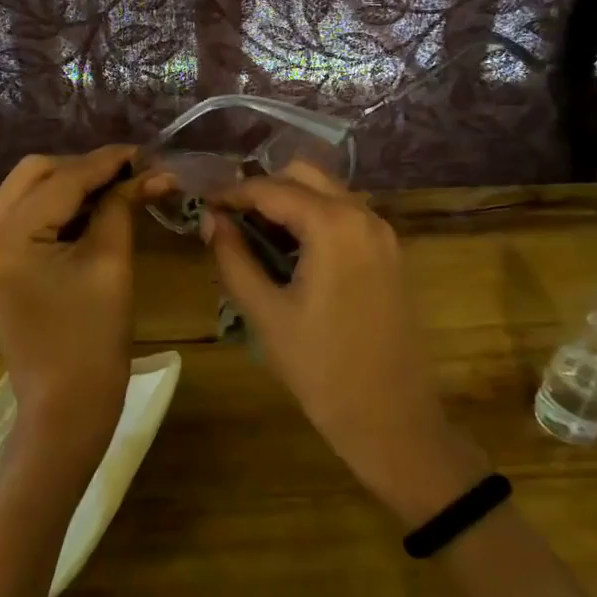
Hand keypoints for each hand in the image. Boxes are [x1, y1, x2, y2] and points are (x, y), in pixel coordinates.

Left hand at [0, 146, 169, 467]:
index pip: (61, 180)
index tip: (143, 151)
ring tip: (116, 188)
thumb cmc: (94, 340)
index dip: (105, 162)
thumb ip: (122, 206)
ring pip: (26, 191)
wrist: (65, 407)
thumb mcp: (111, 263)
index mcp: (6, 240)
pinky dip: (55, 207)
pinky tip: (90, 210)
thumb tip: (152, 171)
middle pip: (34, 174)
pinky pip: (22, 217)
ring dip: (69, 184)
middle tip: (129, 173)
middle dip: (83, 168)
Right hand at [203, 164, 488, 523]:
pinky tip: (293, 254)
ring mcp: (384, 233)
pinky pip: (348, 217)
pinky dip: (316, 220)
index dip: (232, 194)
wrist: (393, 420)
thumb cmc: (322, 369)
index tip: (203, 208)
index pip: (271, 188)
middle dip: (264, 190)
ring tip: (256, 239)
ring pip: (329, 193)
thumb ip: (233, 258)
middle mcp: (364, 215)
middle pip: (305, 176)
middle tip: (231, 221)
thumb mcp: (266, 313)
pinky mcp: (392, 254)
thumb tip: (211, 219)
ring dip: (291, 204)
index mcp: (333, 224)